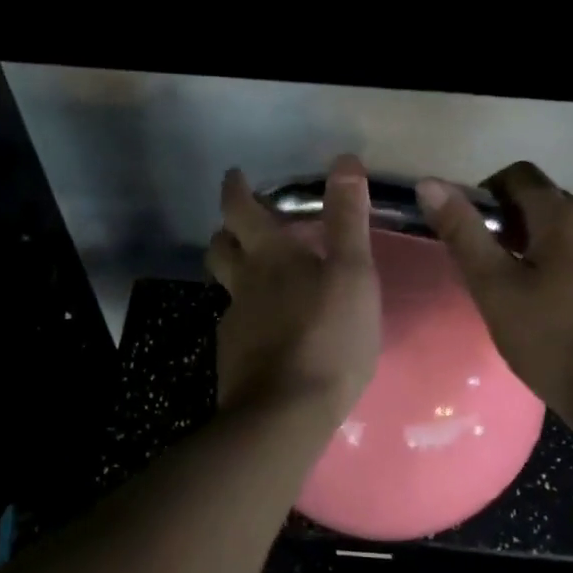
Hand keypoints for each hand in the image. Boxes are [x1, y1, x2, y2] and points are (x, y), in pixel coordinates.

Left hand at [206, 155, 382, 417]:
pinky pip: (237, 326)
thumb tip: (343, 160)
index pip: (239, 210)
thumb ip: (347, 219)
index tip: (235, 176)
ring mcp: (234, 323)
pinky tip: (271, 333)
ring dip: (236, 275)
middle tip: (244, 228)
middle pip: (220, 248)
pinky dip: (249, 318)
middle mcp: (243, 284)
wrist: (286, 413)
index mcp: (269, 257)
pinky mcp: (234, 358)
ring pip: (226, 289)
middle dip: (227, 231)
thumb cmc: (328, 336)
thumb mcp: (352, 273)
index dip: (235, 189)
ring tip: (261, 280)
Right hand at [416, 161, 572, 411]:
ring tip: (518, 290)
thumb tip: (430, 184)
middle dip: (512, 221)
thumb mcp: (495, 288)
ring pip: (571, 233)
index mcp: (564, 219)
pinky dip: (565, 268)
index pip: (520, 175)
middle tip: (489, 264)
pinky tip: (555, 310)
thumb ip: (463, 234)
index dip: (487, 192)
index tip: (472, 231)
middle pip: (547, 202)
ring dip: (539, 245)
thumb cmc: (554, 341)